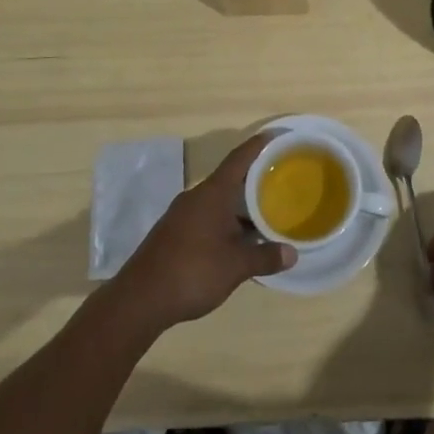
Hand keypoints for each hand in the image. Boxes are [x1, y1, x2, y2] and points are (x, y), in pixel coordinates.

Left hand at [114, 133, 295, 329]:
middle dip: (253, 179)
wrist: (140, 298)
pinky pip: (206, 216)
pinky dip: (224, 220)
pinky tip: (237, 238)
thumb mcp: (236, 266)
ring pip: (217, 200)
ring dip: (238, 204)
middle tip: (279, 180)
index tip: (275, 135)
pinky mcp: (173, 232)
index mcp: (213, 193)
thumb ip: (265, 257)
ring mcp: (181, 214)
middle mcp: (196, 196)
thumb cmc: (193, 271)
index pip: (239, 159)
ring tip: (264, 212)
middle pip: (229, 179)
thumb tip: (292, 253)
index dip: (258, 145)